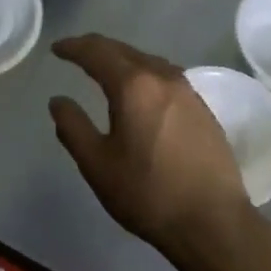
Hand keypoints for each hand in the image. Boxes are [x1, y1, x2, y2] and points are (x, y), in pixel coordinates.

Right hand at [49, 34, 251, 259]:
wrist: (213, 222)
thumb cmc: (147, 194)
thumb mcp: (96, 164)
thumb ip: (72, 127)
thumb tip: (58, 101)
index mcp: (133, 86)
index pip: (96, 52)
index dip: (73, 47)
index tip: (56, 49)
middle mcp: (163, 78)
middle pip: (124, 50)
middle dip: (96, 48)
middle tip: (75, 53)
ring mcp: (188, 91)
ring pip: (148, 61)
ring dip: (122, 59)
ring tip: (105, 69)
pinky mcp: (203, 109)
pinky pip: (165, 77)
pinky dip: (144, 74)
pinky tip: (140, 91)